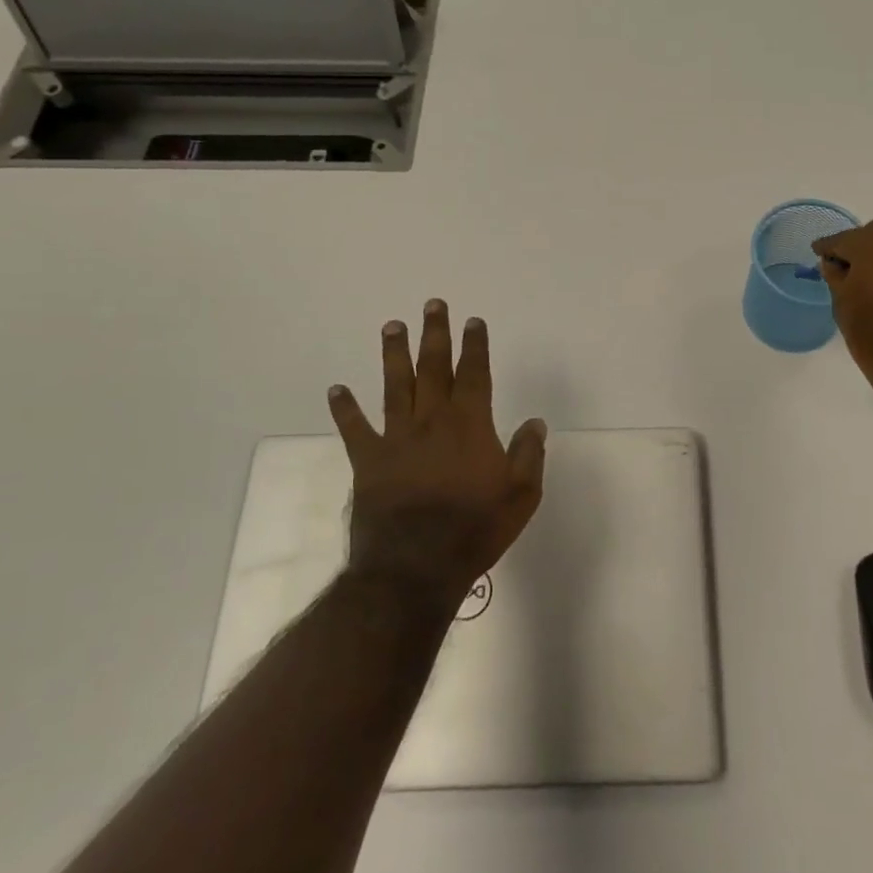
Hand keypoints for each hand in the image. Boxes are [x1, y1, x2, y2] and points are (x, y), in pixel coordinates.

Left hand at [328, 300, 547, 606]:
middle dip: (434, 335)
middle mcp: (432, 421)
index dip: (475, 346)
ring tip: (391, 326)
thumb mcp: (521, 496)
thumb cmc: (474, 530)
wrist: (414, 567)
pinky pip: (355, 429)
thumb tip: (535, 422)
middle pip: (433, 368)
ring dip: (394, 355)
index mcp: (470, 425)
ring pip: (396, 386)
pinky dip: (345, 408)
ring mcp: (396, 439)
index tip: (473, 321)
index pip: (475, 374)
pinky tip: (336, 389)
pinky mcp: (369, 461)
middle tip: (432, 304)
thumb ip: (529, 454)